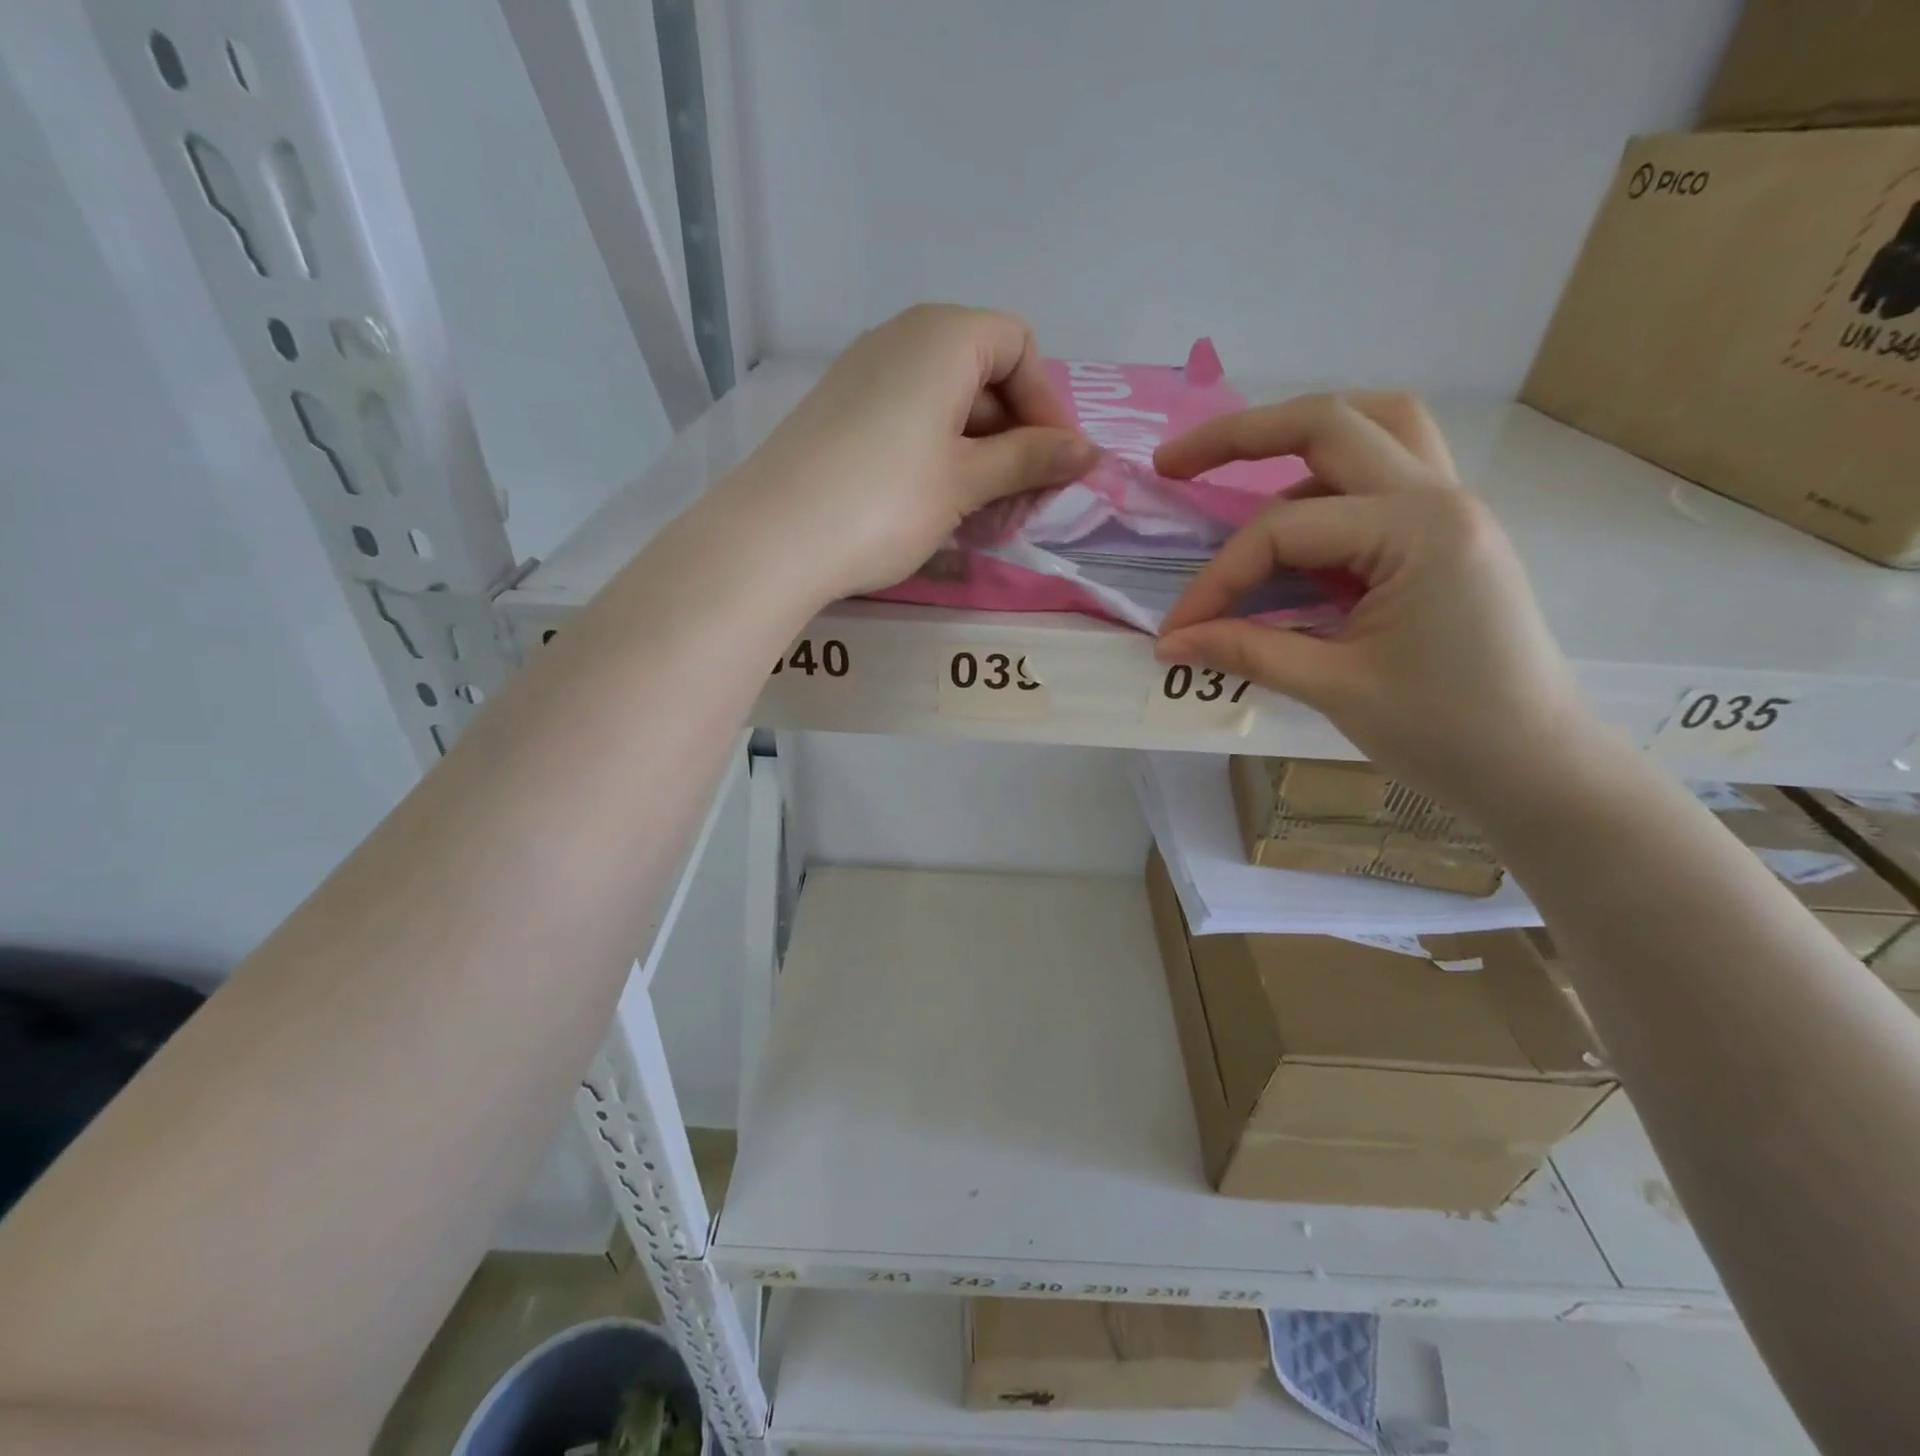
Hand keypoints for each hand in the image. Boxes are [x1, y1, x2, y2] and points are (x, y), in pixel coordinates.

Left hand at [716, 304, 1099, 600]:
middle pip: (984, 376)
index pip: (1019, 347)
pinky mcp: (841, 414)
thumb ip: (1029, 460)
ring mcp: (865, 376)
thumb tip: (1088, 452)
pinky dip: (939, 459)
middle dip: (1016, 440)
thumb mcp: (966, 481)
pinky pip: (910, 423)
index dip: (1047, 405)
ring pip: (947, 406)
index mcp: (943, 336)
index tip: (1056, 466)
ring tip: (987, 518)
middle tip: (1024, 505)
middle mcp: (902, 339)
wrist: (773, 539)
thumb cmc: (886, 502)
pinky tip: (940, 508)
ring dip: (981, 458)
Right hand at [1155, 393, 1591, 811]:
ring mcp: (1452, 509)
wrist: (1537, 767)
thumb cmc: (1445, 732)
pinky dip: (1334, 476)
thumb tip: (1170, 641)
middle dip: (1241, 436)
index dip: (1217, 579)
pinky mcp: (1449, 534)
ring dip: (1301, 437)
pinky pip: (1389, 472)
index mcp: (1417, 531)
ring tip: (1239, 466)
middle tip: (1174, 465)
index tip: (1177, 631)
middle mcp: (1440, 498)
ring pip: (1375, 427)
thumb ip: (1246, 650)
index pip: (1284, 530)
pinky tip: (1297, 517)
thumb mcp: (1333, 688)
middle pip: (1331, 424)